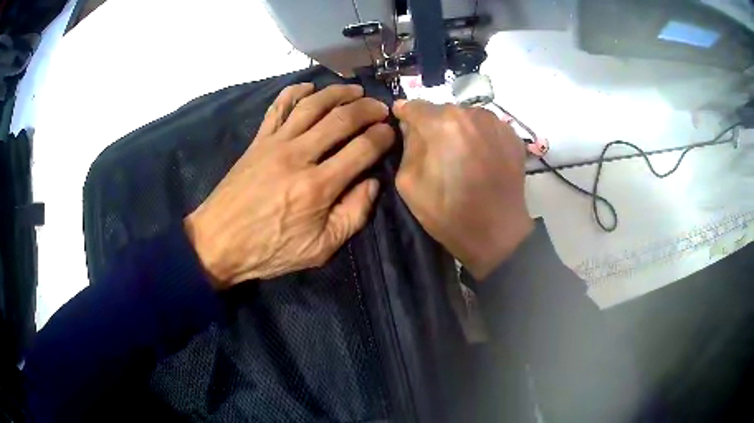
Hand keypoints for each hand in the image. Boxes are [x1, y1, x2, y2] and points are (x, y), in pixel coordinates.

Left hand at [184, 83, 394, 288]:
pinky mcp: (258, 141)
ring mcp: (275, 144)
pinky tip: (309, 88)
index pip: (361, 149)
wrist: (219, 242)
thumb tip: (372, 183)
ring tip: (355, 90)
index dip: (382, 136)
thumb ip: (353, 216)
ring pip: (312, 105)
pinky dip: (294, 92)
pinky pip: (278, 107)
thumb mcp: (320, 249)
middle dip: (368, 109)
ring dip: (337, 93)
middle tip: (381, 108)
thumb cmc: (270, 250)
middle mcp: (299, 156)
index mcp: (318, 187)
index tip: (391, 131)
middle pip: (341, 119)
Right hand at [393, 100, 532, 279]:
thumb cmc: (448, 212)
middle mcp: (471, 113)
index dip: (404, 114)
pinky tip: (481, 159)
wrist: (497, 233)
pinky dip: (479, 137)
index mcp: (442, 123)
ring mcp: (496, 122)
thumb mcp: (408, 182)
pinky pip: (486, 127)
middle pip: (443, 111)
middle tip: (435, 149)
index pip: (414, 105)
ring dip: (459, 130)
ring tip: (461, 156)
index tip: (402, 123)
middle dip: (434, 125)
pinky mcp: (512, 134)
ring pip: (466, 117)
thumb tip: (411, 127)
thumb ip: (407, 145)